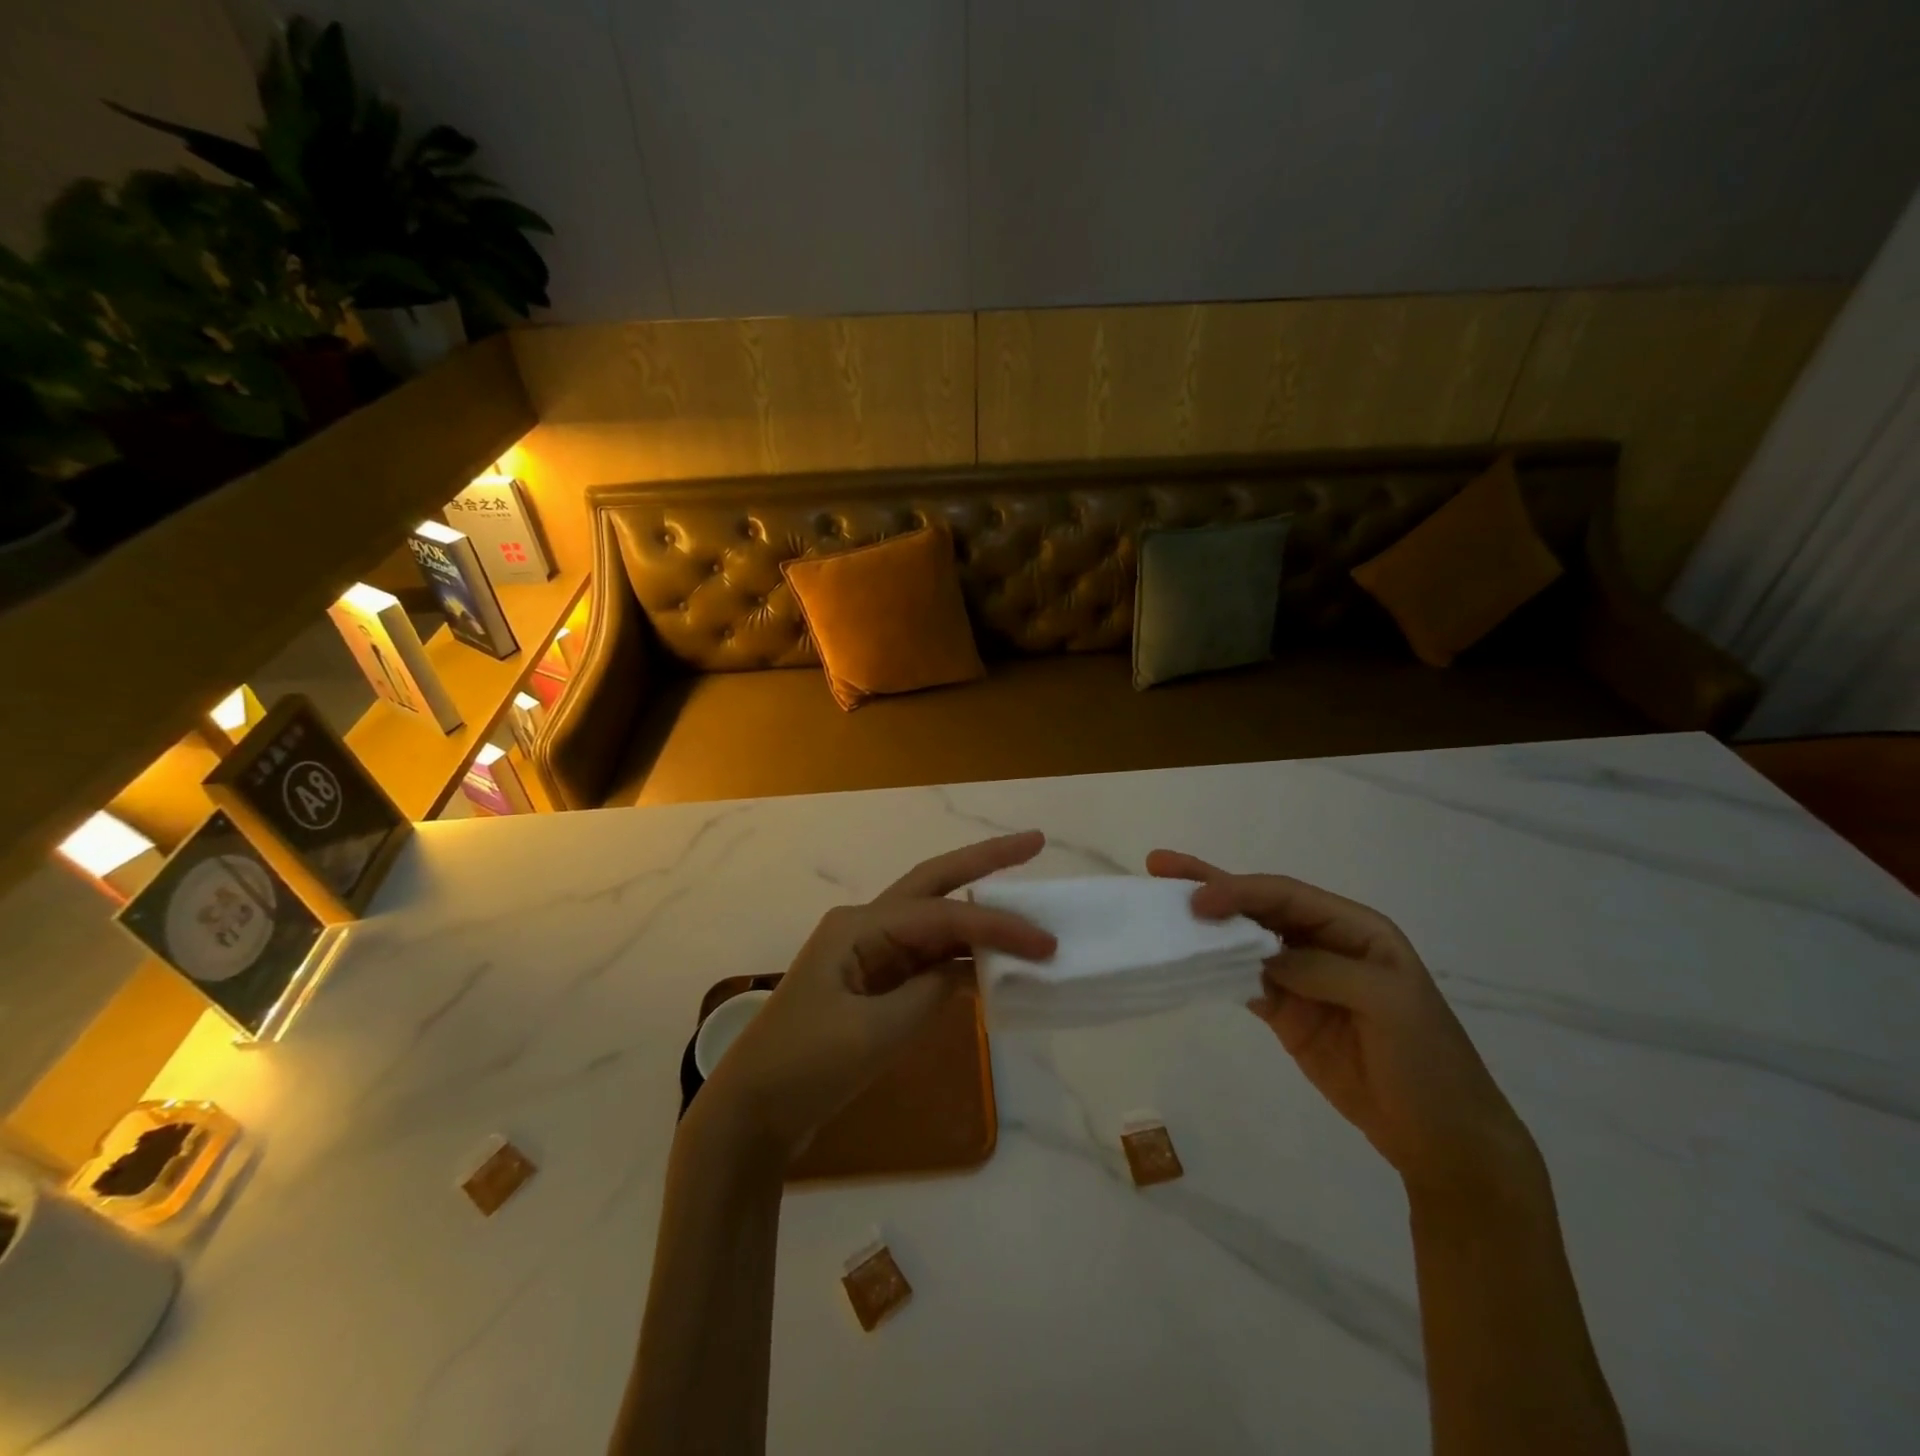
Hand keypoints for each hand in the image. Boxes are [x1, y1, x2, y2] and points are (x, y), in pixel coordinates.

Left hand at [698, 832, 1055, 1162]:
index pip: (942, 916)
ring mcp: (870, 954)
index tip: (1045, 943)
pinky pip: (927, 959)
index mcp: (859, 926)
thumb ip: (929, 993)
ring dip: (979, 917)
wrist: (753, 1112)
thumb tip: (967, 971)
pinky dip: (962, 959)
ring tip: (1027, 910)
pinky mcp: (874, 984)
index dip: (997, 926)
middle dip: (985, 861)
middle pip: (935, 883)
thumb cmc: (806, 1065)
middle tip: (1034, 842)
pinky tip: (993, 964)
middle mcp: (866, 926)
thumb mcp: (875, 1032)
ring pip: (935, 921)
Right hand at [1147, 850, 1541, 1201]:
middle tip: (1159, 865)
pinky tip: (1186, 959)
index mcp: (1355, 928)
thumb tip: (1260, 955)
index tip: (1196, 900)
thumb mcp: (1386, 1002)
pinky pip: (1243, 980)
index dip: (1240, 891)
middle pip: (1258, 906)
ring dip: (1205, 925)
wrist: (1442, 1139)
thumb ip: (1321, 969)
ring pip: (1244, 940)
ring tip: (1161, 907)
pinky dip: (1214, 969)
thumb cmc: (1427, 1061)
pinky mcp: (1287, 1013)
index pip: (1286, 896)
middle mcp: (1323, 943)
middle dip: (1211, 885)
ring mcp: (1301, 979)